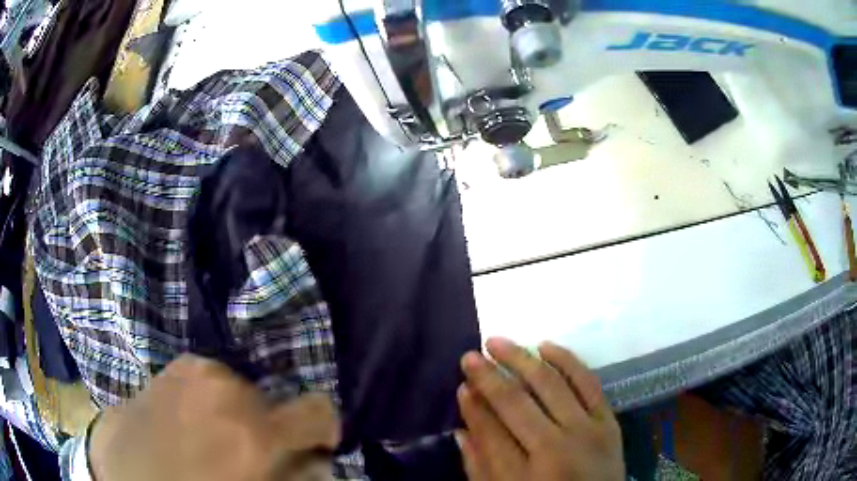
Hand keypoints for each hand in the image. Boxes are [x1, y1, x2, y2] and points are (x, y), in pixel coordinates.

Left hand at [89, 354, 339, 480]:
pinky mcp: (173, 367)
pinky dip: (212, 400)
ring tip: (214, 438)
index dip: (323, 429)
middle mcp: (227, 389)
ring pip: (240, 389)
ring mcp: (194, 371)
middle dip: (271, 427)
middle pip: (274, 401)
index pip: (317, 409)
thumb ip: (293, 477)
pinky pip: (209, 381)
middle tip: (248, 452)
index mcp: (252, 431)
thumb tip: (316, 460)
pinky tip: (191, 421)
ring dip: (238, 413)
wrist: (122, 472)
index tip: (314, 444)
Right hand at [457, 338, 623, 480]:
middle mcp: (555, 448)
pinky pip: (588, 381)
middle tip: (470, 356)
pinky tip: (545, 347)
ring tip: (498, 342)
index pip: (489, 430)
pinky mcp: (608, 421)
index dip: (473, 405)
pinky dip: (566, 360)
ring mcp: (587, 430)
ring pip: (550, 384)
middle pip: (516, 402)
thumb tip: (461, 429)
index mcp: (522, 476)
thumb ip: (480, 467)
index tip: (461, 384)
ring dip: (521, 359)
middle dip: (489, 377)